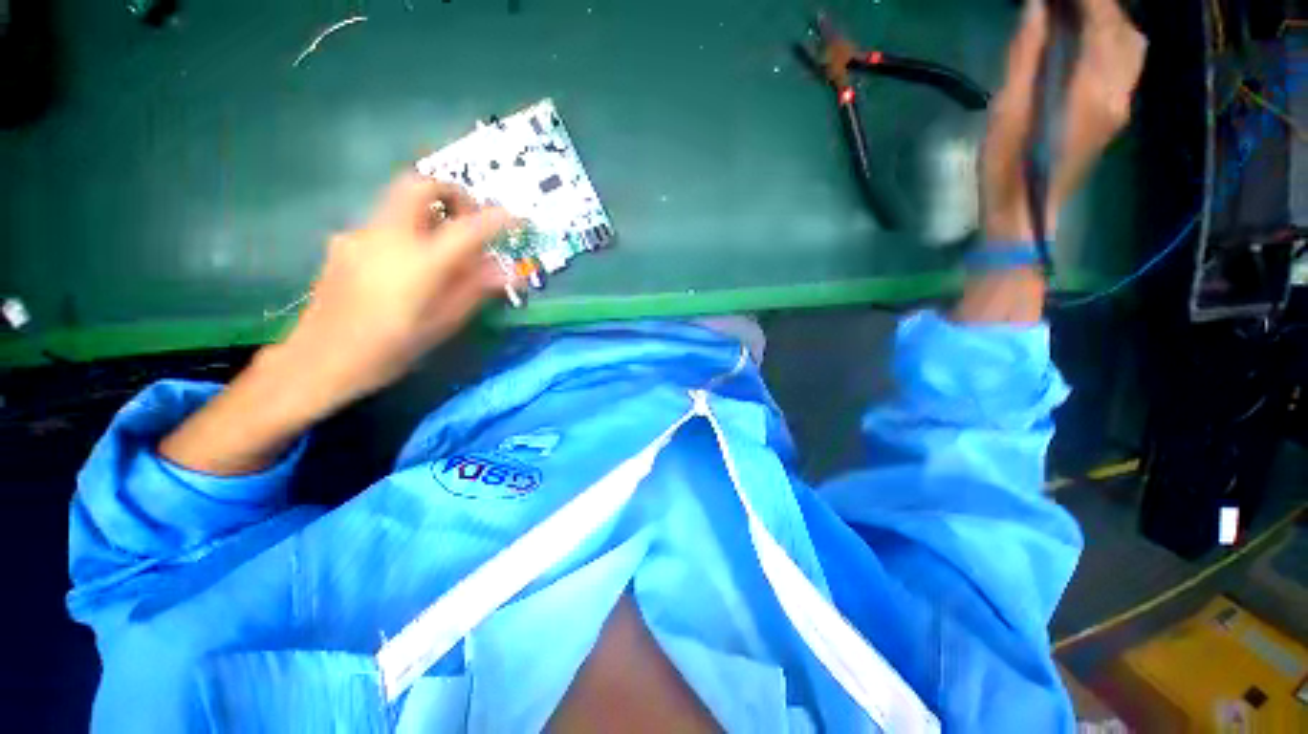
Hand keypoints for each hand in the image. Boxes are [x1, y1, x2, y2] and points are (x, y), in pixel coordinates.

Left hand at [159, 174, 511, 475]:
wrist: (319, 360)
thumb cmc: (391, 348)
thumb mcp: (443, 323)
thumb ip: (475, 290)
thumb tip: (507, 272)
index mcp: (421, 261)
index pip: (468, 227)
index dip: (497, 218)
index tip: (517, 218)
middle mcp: (388, 236)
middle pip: (420, 184)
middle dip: (452, 192)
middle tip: (469, 216)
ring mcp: (360, 234)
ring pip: (399, 200)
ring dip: (429, 211)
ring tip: (443, 245)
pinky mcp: (343, 242)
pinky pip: (384, 223)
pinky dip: (408, 230)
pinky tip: (408, 264)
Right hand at [981, 0, 1146, 240]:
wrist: (1025, 213)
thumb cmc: (1007, 167)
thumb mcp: (1006, 112)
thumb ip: (1025, 57)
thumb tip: (1036, 7)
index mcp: (1092, 89)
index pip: (1103, 22)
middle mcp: (1118, 91)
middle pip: (1124, 30)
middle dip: (1100, 7)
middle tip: (1064, 5)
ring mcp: (1121, 104)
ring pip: (1132, 45)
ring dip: (1110, 22)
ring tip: (1076, 17)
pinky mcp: (1116, 114)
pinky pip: (1128, 64)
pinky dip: (1113, 41)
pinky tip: (1087, 42)